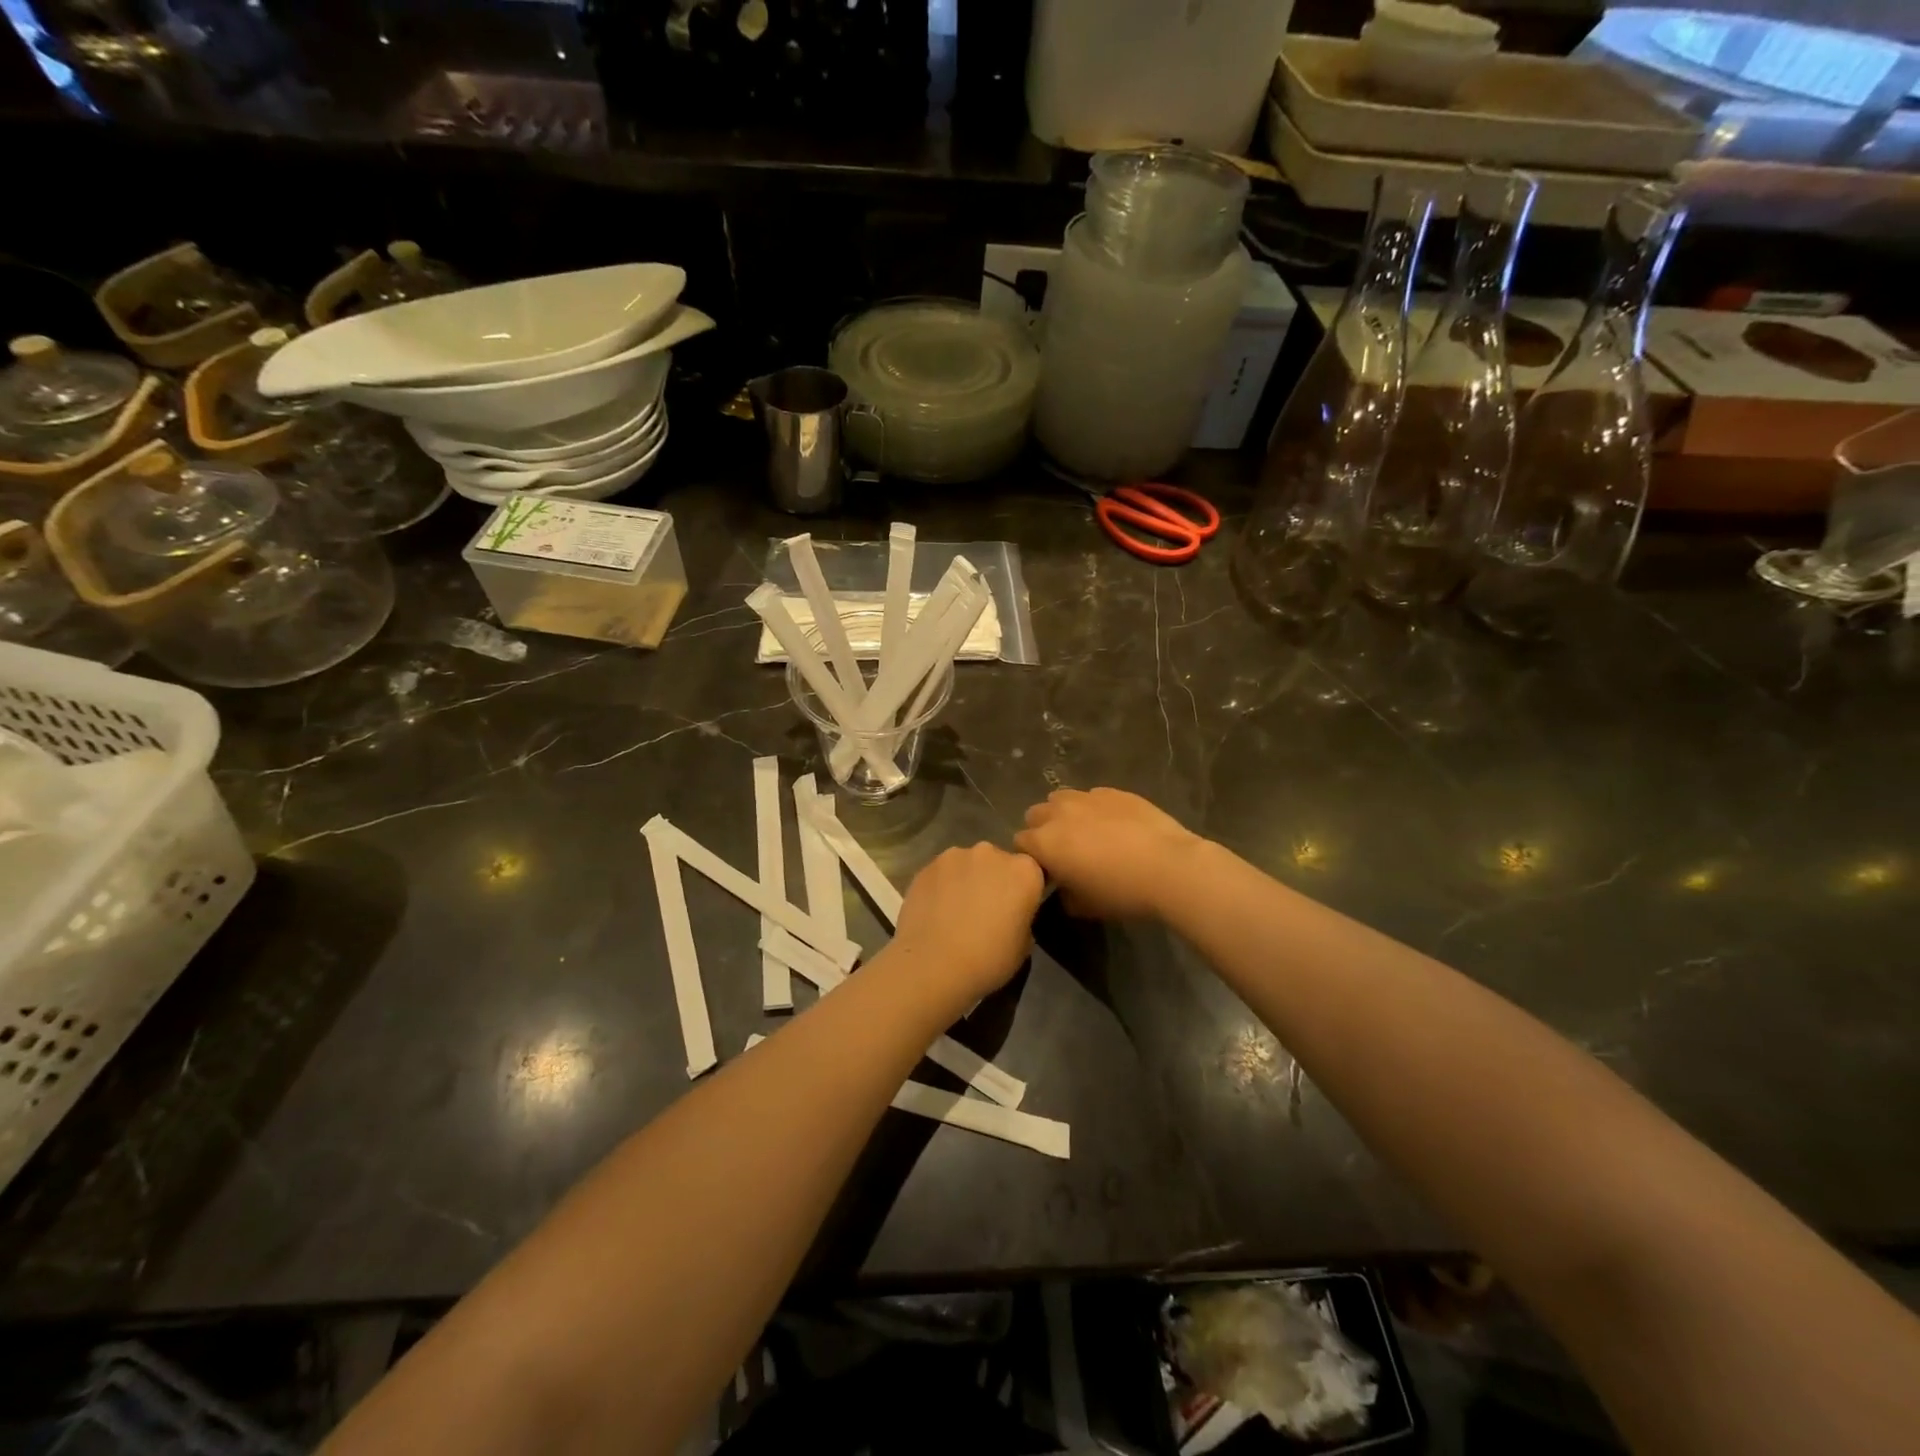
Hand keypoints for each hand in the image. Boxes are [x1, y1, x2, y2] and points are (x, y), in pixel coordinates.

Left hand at [888, 843, 1045, 1004]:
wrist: (933, 964)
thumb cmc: (988, 959)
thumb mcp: (1024, 946)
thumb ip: (1022, 918)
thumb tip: (1011, 915)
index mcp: (1024, 871)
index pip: (1032, 872)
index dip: (1023, 891)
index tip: (1015, 910)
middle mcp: (991, 853)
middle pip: (998, 862)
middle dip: (994, 880)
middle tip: (985, 910)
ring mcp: (956, 855)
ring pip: (967, 864)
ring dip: (967, 880)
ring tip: (956, 911)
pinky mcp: (927, 865)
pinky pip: (942, 873)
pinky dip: (942, 885)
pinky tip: (935, 910)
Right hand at [1015, 787, 1200, 919]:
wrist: (1169, 866)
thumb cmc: (1121, 891)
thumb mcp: (1084, 906)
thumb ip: (1063, 895)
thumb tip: (1063, 888)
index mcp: (1044, 842)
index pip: (1020, 842)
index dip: (1030, 857)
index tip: (1046, 871)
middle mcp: (1058, 813)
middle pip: (1035, 815)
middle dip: (1042, 830)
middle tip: (1064, 851)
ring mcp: (1086, 797)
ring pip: (1060, 799)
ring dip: (1064, 814)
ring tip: (1085, 832)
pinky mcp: (1112, 791)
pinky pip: (1091, 796)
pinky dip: (1093, 808)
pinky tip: (1113, 825)